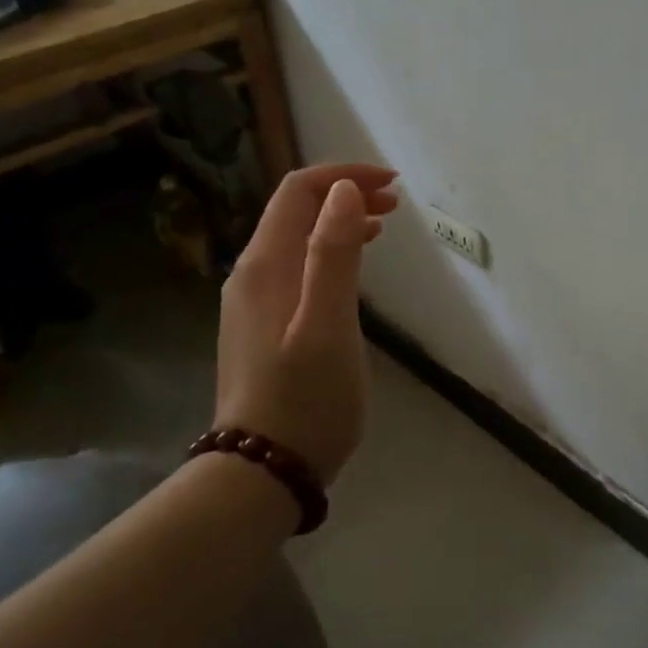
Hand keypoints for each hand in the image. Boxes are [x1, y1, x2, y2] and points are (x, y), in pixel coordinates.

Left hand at [215, 164, 398, 484]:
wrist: (262, 471)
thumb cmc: (306, 399)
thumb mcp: (328, 324)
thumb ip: (333, 254)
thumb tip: (343, 192)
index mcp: (266, 265)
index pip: (299, 191)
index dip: (344, 177)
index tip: (392, 184)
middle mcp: (252, 274)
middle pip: (296, 211)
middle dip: (345, 195)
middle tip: (395, 203)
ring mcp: (253, 302)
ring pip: (297, 240)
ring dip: (339, 223)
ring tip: (383, 226)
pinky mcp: (263, 327)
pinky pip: (297, 268)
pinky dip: (329, 253)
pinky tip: (352, 270)